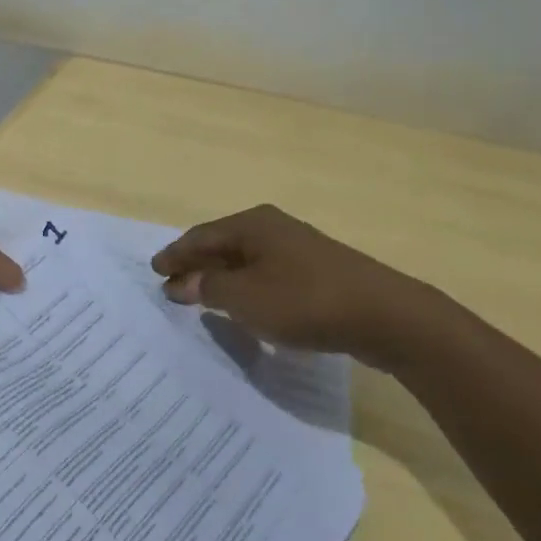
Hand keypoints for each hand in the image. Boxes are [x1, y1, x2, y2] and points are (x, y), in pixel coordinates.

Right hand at [151, 204, 458, 372]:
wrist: (386, 316)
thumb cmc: (306, 301)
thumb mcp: (246, 298)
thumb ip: (210, 288)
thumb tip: (183, 281)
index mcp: (252, 224)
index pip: (201, 237)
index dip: (175, 254)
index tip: (154, 270)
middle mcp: (273, 228)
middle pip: (223, 244)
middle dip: (196, 265)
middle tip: (172, 284)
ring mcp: (298, 248)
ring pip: (247, 260)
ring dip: (222, 278)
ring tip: (202, 297)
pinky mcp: (318, 272)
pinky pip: (268, 274)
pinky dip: (247, 287)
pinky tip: (246, 307)